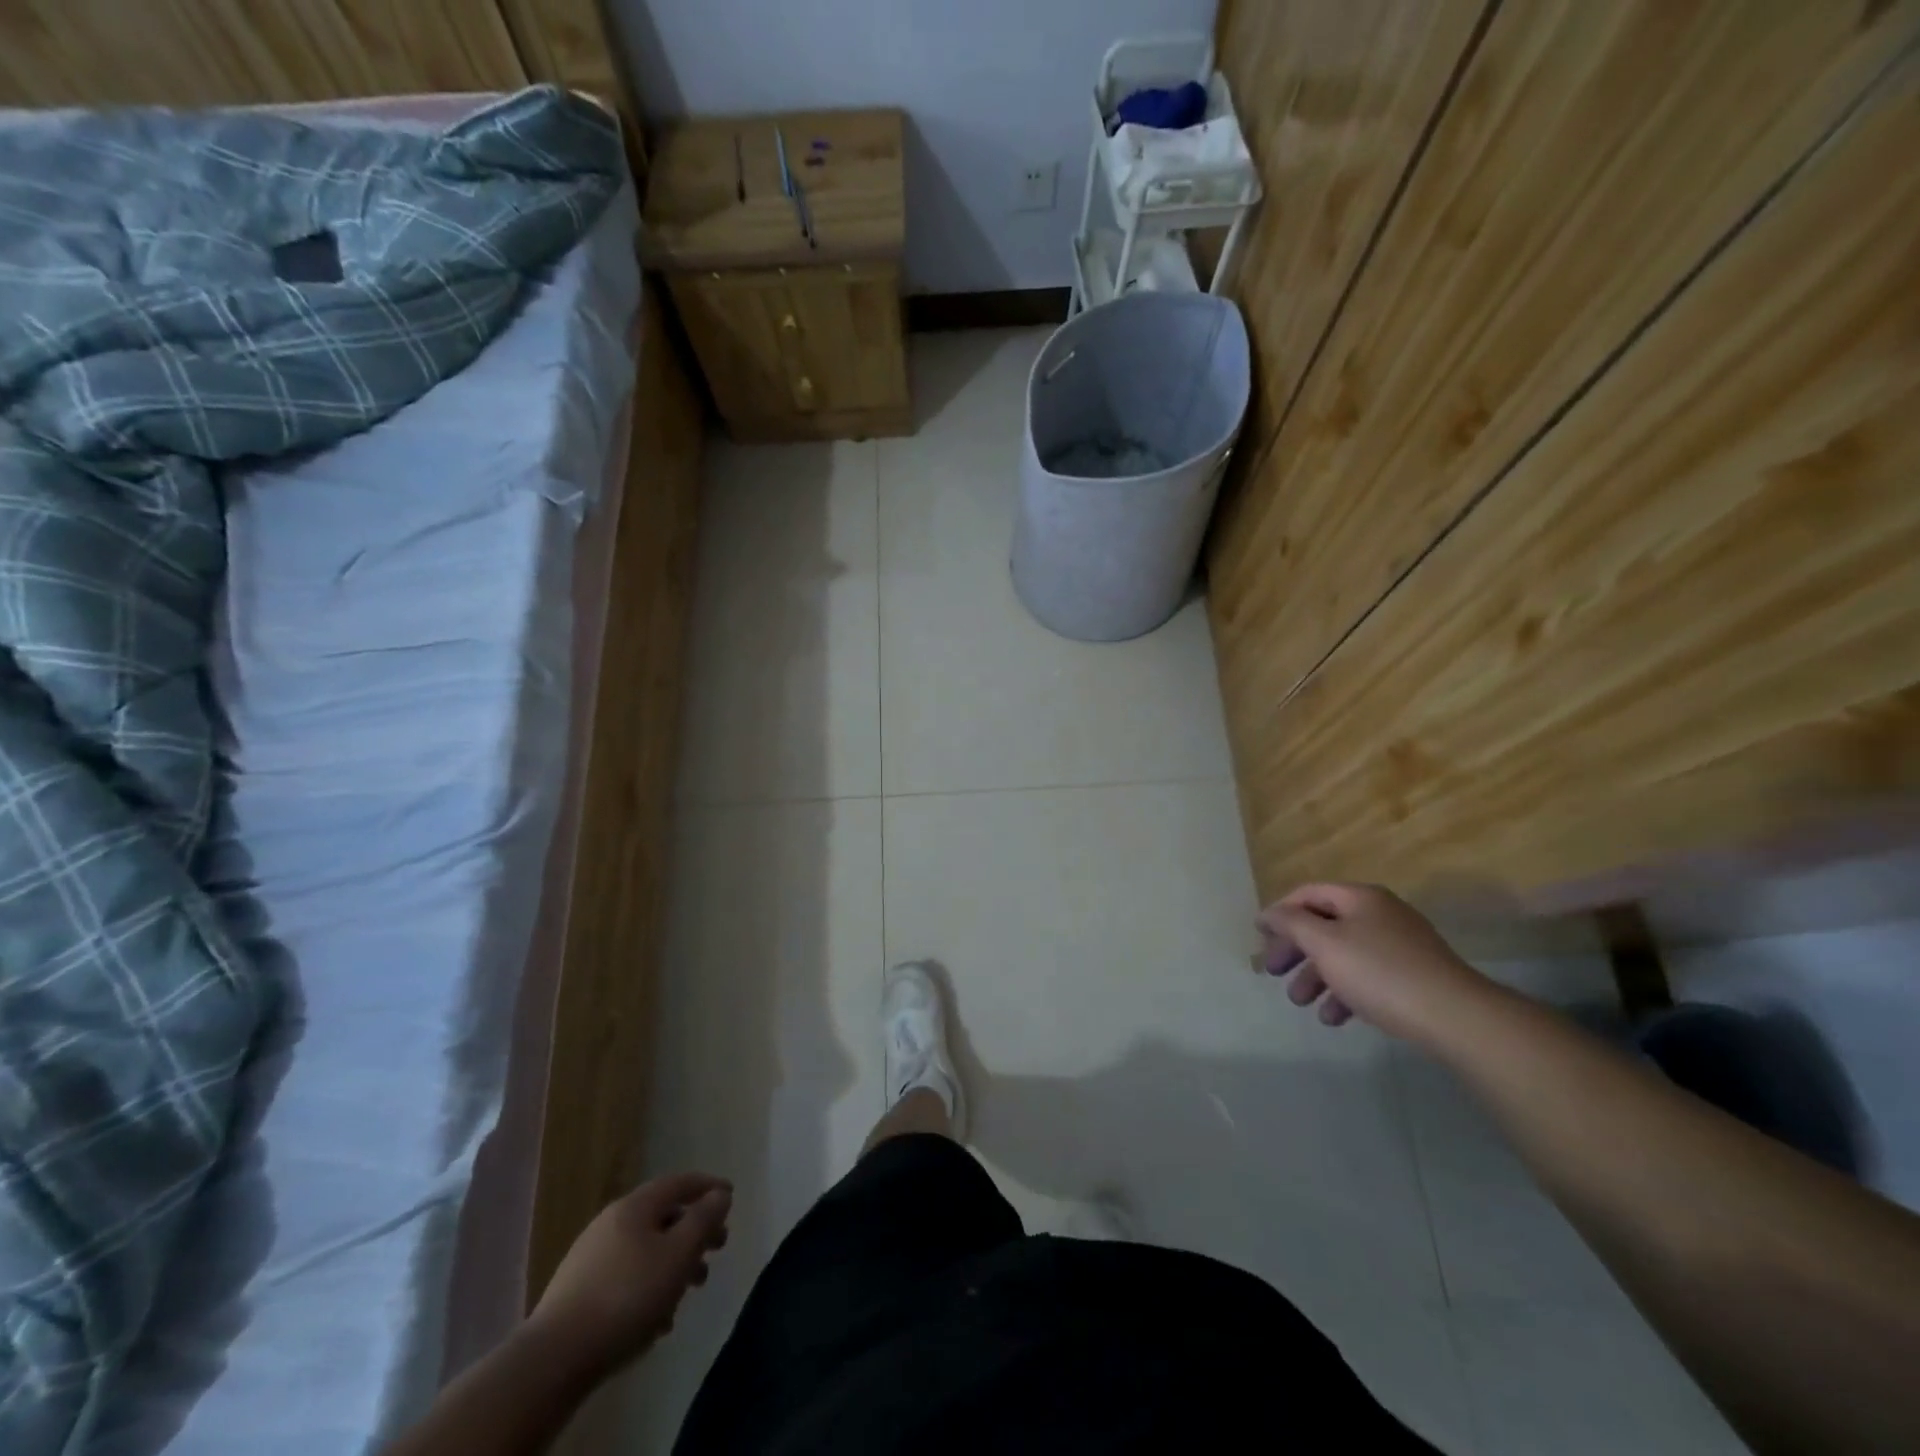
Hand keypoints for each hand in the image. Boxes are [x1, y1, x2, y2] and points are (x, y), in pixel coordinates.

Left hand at [528, 1171, 731, 1374]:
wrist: (554, 1358)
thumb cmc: (628, 1296)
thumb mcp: (678, 1255)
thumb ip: (703, 1220)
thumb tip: (719, 1194)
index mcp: (635, 1206)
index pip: (680, 1182)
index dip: (708, 1187)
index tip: (731, 1196)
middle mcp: (612, 1222)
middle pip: (663, 1217)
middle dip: (694, 1232)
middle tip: (717, 1249)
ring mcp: (591, 1256)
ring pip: (645, 1250)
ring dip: (673, 1264)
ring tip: (690, 1292)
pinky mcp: (578, 1291)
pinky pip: (626, 1277)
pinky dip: (649, 1287)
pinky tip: (657, 1321)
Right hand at [1257, 882, 1493, 1043]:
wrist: (1455, 1016)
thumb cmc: (1380, 972)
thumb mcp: (1325, 943)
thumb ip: (1291, 923)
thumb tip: (1269, 912)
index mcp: (1360, 898)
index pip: (1308, 893)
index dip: (1279, 911)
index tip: (1258, 935)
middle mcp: (1380, 914)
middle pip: (1324, 925)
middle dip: (1295, 949)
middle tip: (1273, 972)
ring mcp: (1400, 945)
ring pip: (1344, 954)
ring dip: (1316, 976)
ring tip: (1301, 1002)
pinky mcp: (1413, 976)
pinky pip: (1367, 977)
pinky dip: (1345, 992)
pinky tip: (1334, 1017)